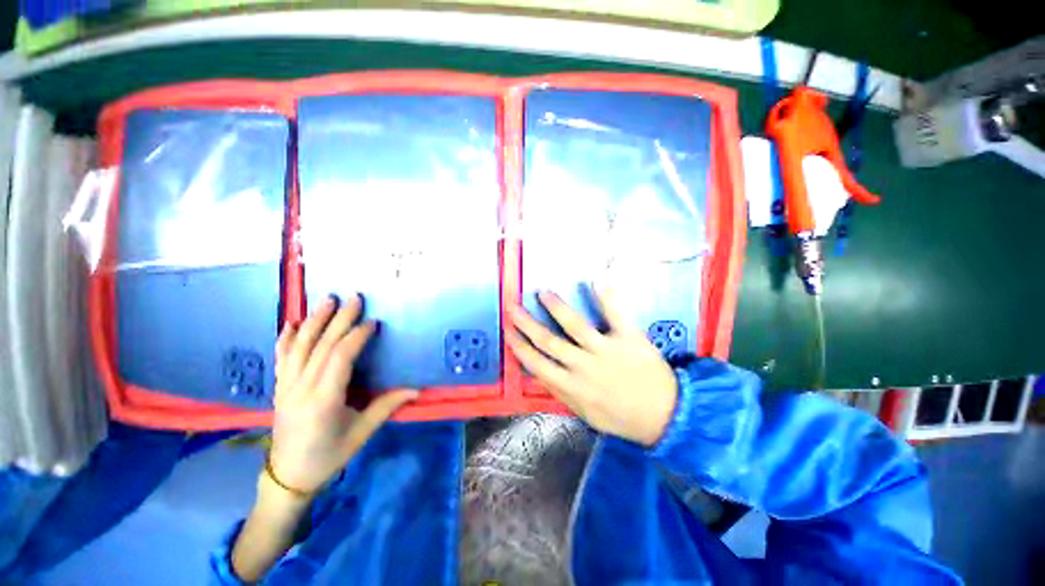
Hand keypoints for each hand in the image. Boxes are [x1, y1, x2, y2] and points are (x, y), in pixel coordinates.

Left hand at [269, 294, 417, 493]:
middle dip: (339, 319)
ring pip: (299, 346)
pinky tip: (292, 323)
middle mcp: (301, 388)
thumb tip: (416, 389)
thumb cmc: (328, 456)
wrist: (287, 477)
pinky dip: (286, 337)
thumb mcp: (361, 433)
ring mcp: (286, 386)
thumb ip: (387, 407)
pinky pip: (281, 357)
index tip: (373, 322)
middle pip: (321, 345)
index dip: (356, 336)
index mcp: (324, 399)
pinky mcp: (279, 388)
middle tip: (354, 298)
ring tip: (327, 299)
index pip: (340, 358)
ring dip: (314, 320)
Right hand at [506, 289, 677, 445]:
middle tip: (512, 308)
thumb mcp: (585, 413)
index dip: (519, 347)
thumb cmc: (620, 417)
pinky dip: (606, 296)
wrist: (664, 416)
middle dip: (526, 324)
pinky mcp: (628, 338)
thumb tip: (539, 374)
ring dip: (556, 306)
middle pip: (548, 341)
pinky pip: (615, 314)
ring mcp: (606, 350)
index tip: (508, 332)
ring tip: (543, 292)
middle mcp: (583, 366)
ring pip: (574, 325)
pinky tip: (596, 280)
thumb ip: (561, 392)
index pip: (537, 364)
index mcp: (571, 387)